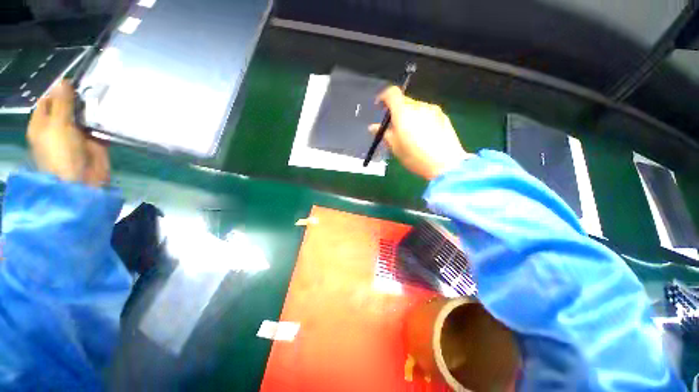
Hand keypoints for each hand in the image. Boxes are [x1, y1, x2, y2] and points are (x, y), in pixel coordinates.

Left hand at [27, 80, 109, 186]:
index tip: (76, 82)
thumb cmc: (61, 152)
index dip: (60, 90)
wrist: (82, 179)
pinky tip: (112, 113)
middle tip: (93, 88)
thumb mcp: (58, 124)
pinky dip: (105, 121)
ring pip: (85, 116)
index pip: (49, 100)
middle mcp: (59, 126)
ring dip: (94, 109)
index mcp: (43, 123)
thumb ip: (62, 103)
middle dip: (80, 98)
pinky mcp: (94, 141)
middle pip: (68, 106)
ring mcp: (77, 135)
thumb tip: (64, 81)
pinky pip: (100, 127)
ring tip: (105, 97)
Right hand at [370, 87, 472, 179]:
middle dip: (396, 111)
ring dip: (409, 115)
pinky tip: (423, 135)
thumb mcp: (395, 147)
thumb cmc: (415, 156)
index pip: (392, 93)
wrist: (445, 164)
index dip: (383, 97)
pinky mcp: (443, 116)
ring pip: (416, 108)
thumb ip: (384, 134)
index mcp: (403, 112)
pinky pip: (427, 113)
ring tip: (410, 133)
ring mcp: (433, 110)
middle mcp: (418, 106)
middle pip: (404, 101)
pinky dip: (421, 119)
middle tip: (394, 127)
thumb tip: (373, 127)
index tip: (379, 107)